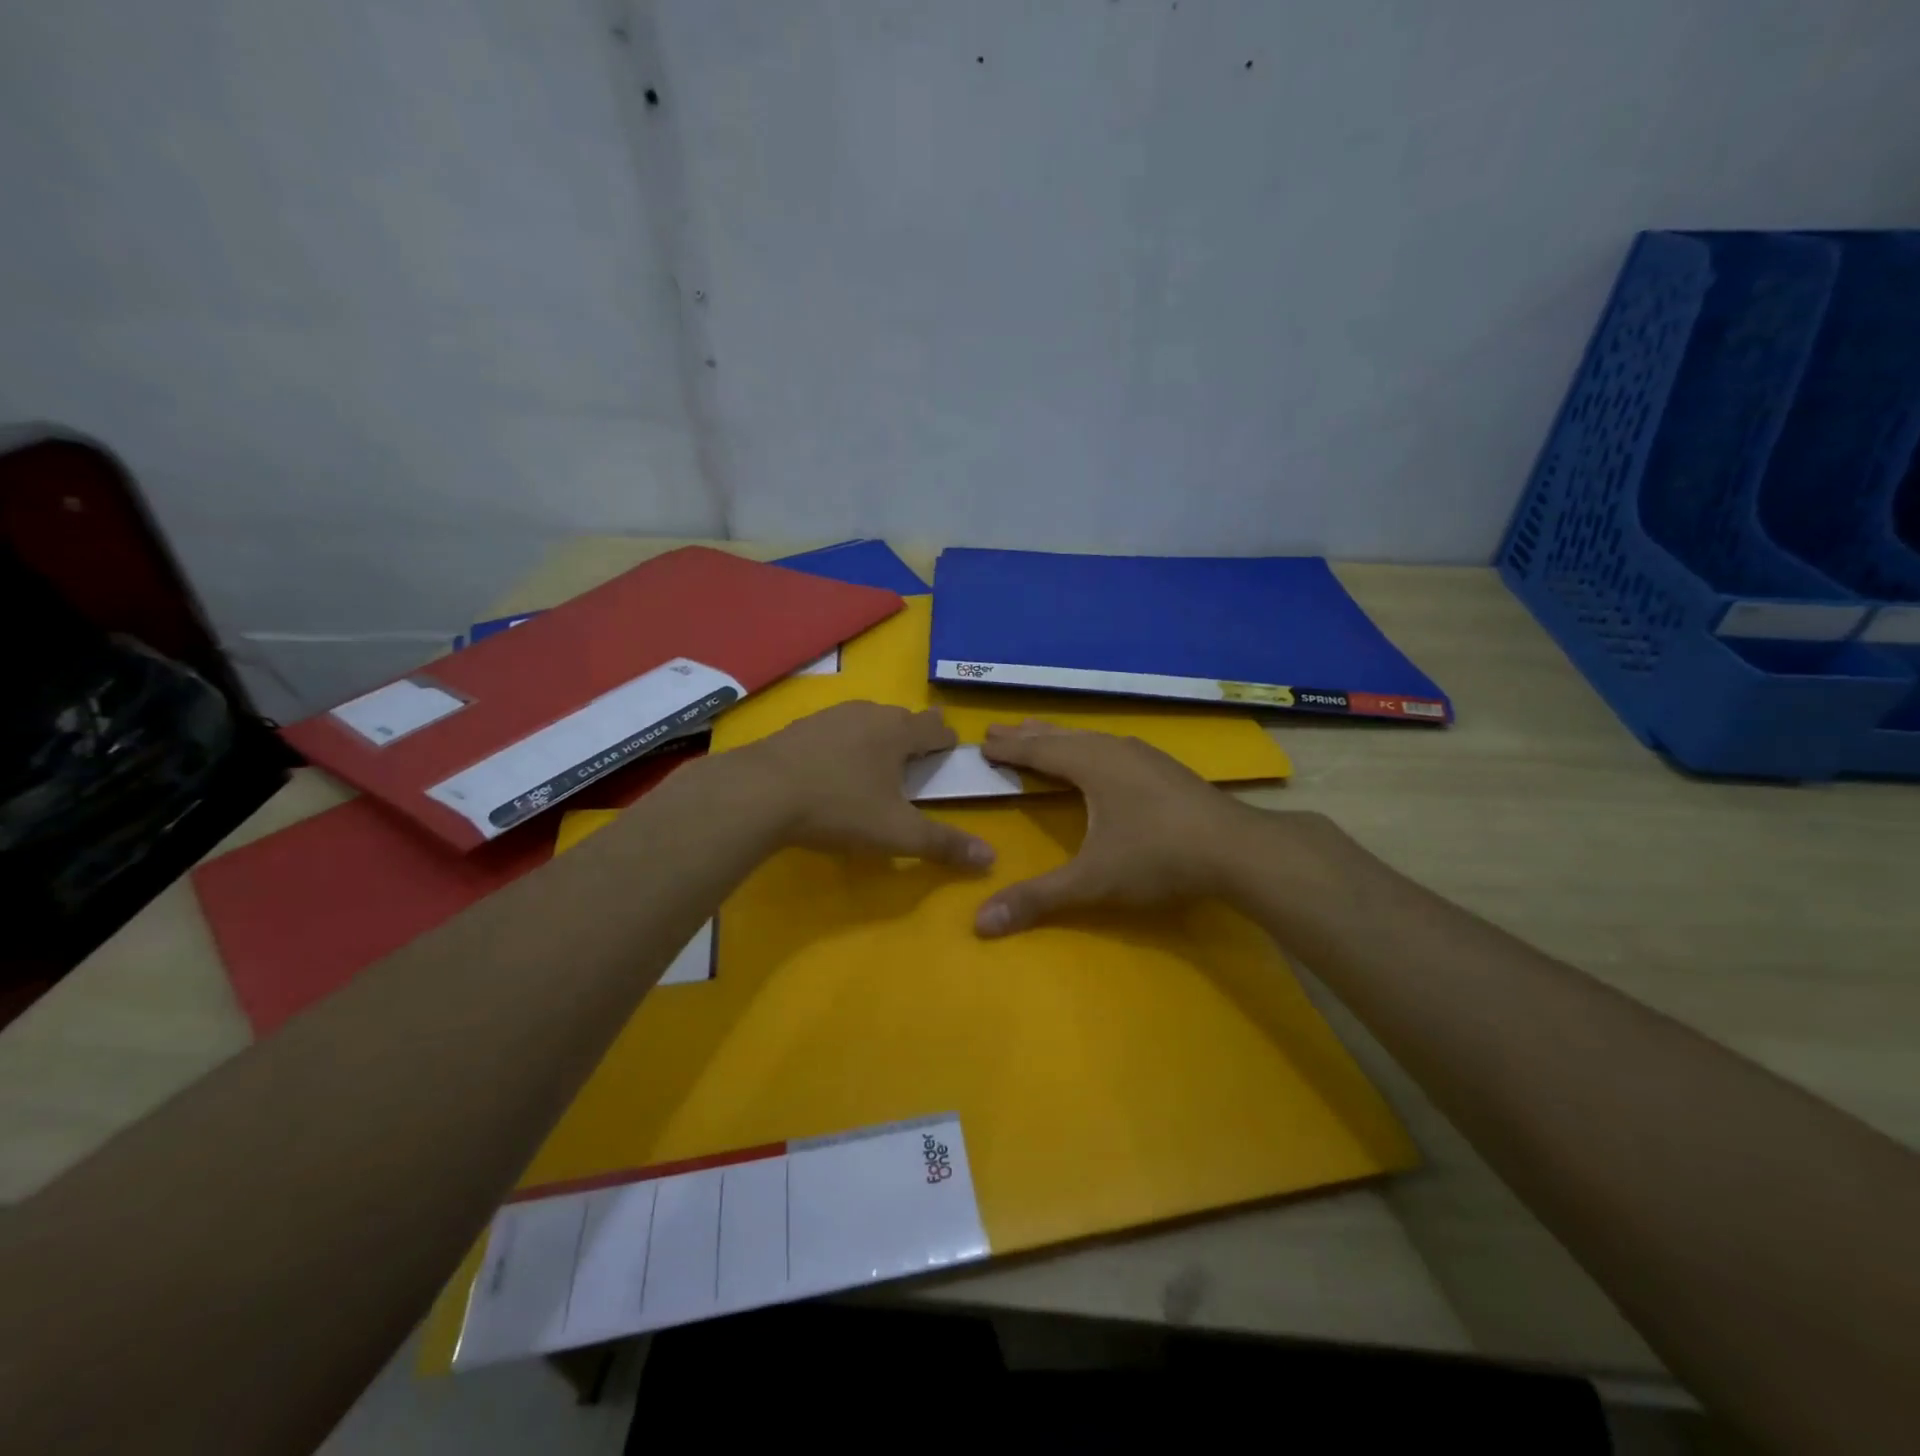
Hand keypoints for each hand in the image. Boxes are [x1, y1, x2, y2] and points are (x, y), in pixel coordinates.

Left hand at [734, 702, 995, 868]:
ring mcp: (830, 716)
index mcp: (899, 732)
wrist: (759, 792)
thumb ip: (944, 844)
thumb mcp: (897, 833)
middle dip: (913, 738)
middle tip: (916, 762)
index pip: (936, 729)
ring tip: (875, 765)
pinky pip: (835, 731)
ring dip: (877, 739)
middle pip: (902, 720)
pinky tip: (831, 769)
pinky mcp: (799, 728)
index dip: (948, 742)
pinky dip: (843, 745)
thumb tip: (991, 859)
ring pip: (866, 722)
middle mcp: (868, 713)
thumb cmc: (840, 807)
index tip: (950, 755)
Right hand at [972, 720, 1273, 935]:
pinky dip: (1087, 745)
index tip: (981, 741)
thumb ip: (1037, 898)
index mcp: (1090, 764)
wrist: (1238, 849)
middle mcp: (1113, 749)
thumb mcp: (1092, 881)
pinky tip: (1099, 755)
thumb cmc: (1157, 857)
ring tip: (1040, 735)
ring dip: (1059, 737)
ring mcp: (1143, 755)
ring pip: (1089, 737)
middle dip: (1027, 734)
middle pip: (1060, 735)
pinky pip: (1111, 745)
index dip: (1008, 748)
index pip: (1037, 750)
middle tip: (997, 729)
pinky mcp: (1164, 767)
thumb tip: (979, 923)